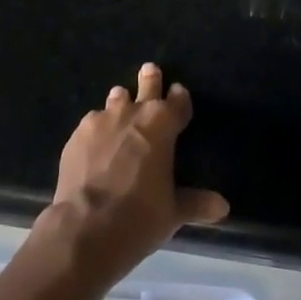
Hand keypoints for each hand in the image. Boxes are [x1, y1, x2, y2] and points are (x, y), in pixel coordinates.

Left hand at [45, 63, 229, 287]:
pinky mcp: (77, 135)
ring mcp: (102, 120)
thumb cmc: (139, 216)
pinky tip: (96, 143)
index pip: (178, 101)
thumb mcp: (173, 212)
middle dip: (151, 79)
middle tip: (150, 71)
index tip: (179, 93)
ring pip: (116, 100)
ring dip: (121, 102)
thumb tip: (223, 207)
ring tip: (121, 106)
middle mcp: (134, 112)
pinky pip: (92, 123)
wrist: (85, 228)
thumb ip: (196, 203)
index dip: (180, 97)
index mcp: (163, 124)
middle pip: (147, 85)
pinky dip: (98, 129)